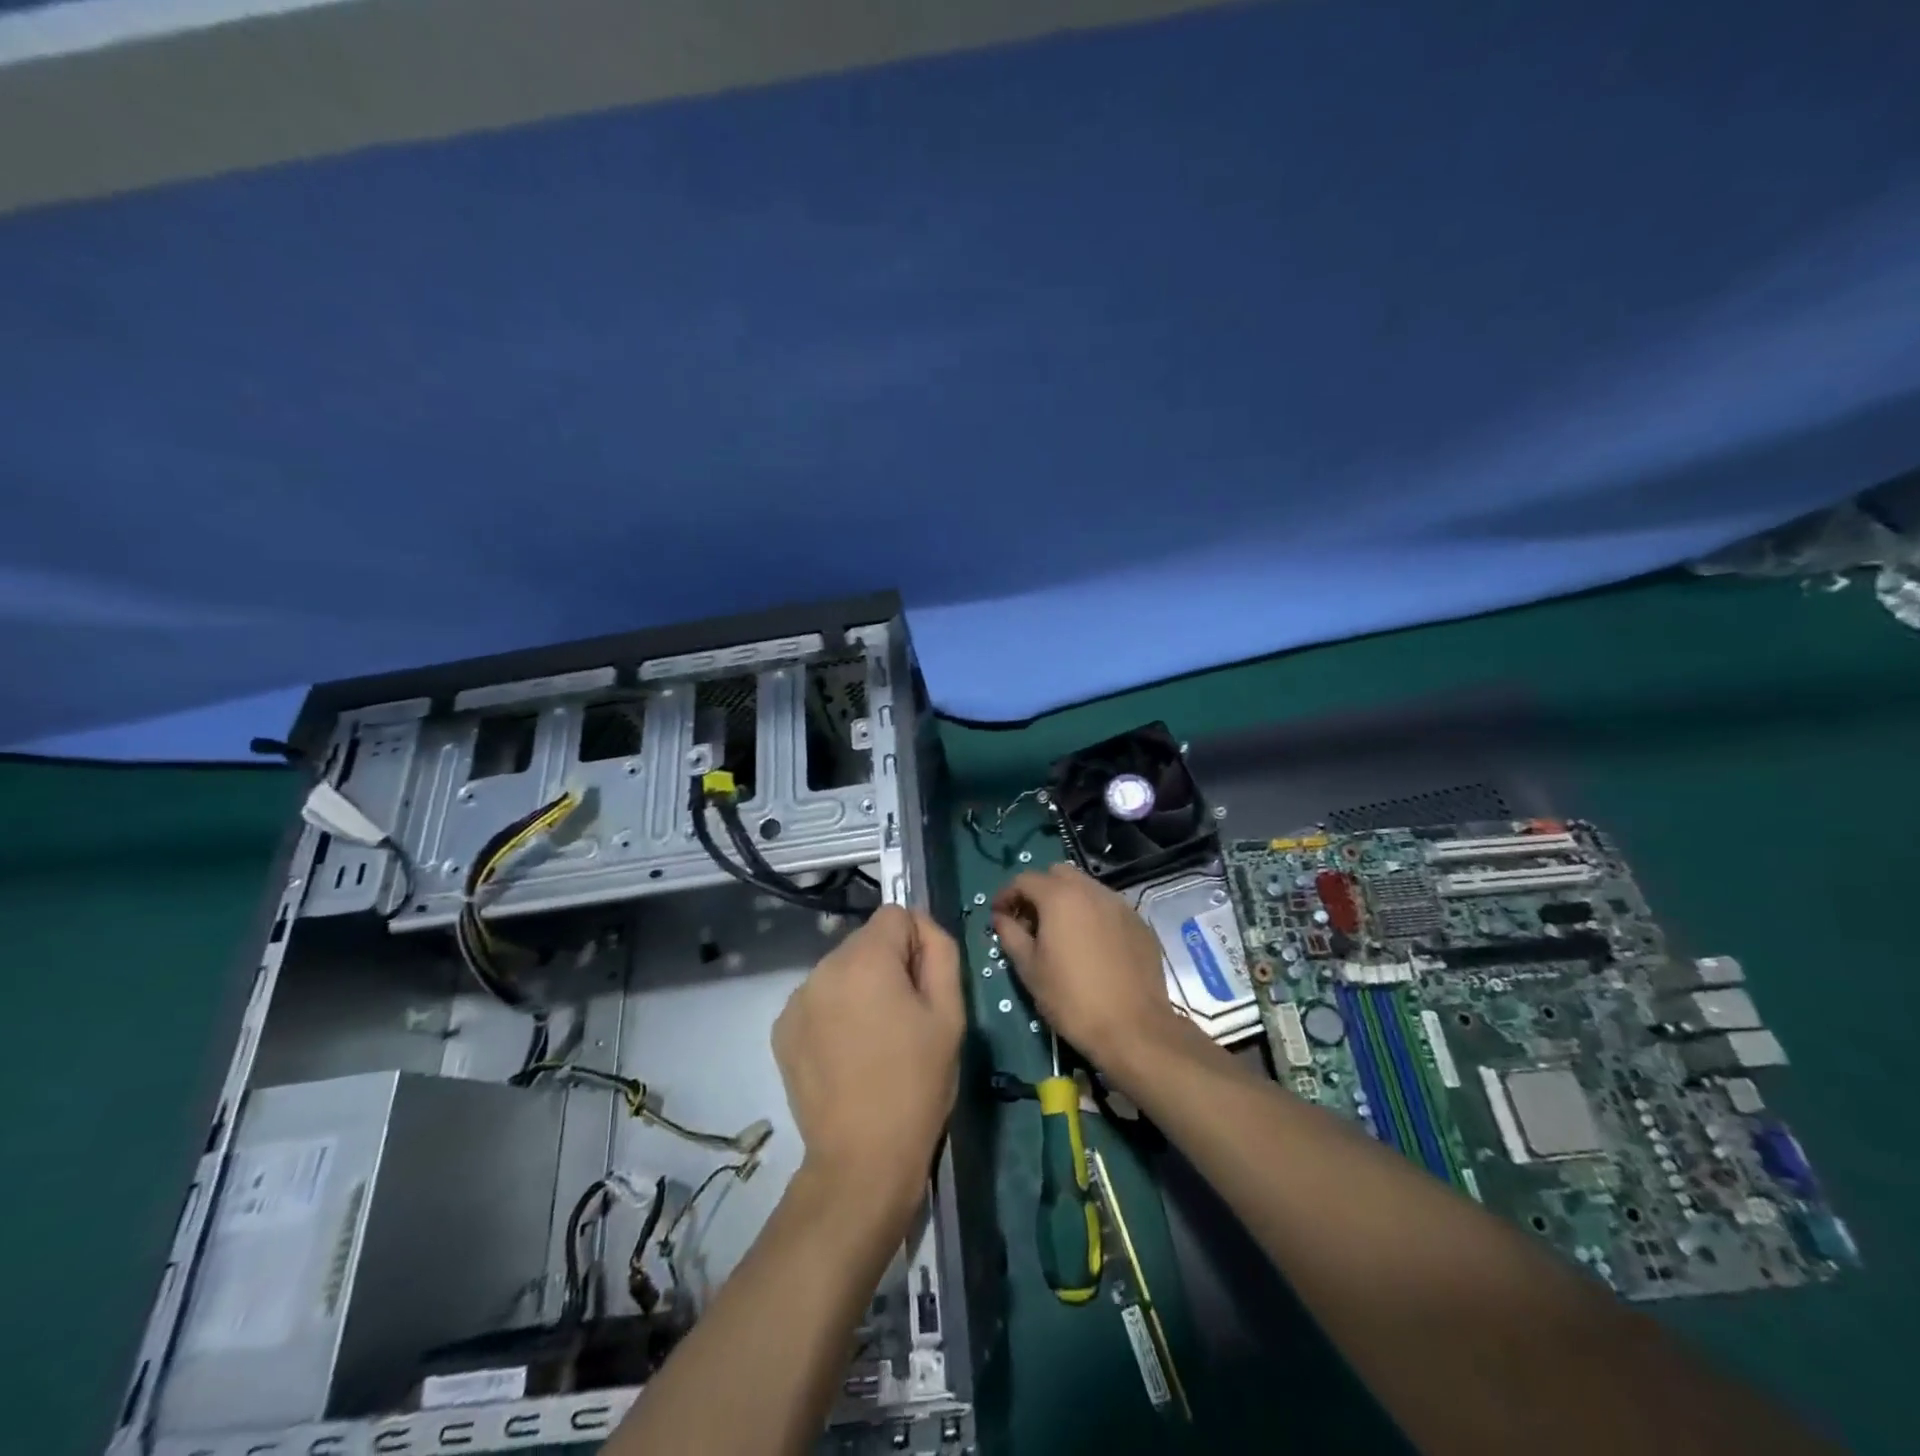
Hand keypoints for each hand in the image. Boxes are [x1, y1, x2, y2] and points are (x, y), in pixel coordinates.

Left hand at [773, 906, 964, 1210]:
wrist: (863, 1158)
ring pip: (842, 970)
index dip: (917, 943)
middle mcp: (822, 968)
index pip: (896, 915)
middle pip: (866, 942)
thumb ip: (940, 951)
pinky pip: (819, 999)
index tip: (923, 987)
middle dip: (888, 966)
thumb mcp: (949, 1013)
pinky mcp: (782, 1029)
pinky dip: (835, 1012)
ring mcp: (797, 999)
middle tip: (904, 1019)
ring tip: (875, 1041)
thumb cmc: (917, 1083)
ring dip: (861, 988)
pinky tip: (847, 1054)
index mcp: (864, 959)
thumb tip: (922, 927)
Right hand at [992, 863, 1180, 1070]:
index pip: (1025, 879)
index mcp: (1060, 897)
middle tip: (1031, 922)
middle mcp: (1092, 890)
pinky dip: (1093, 915)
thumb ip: (1010, 935)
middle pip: (1058, 874)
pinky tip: (1091, 946)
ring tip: (1061, 934)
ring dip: (1068, 901)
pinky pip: (1108, 907)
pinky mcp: (1139, 923)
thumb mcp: (1030, 970)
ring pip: (1086, 888)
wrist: (1134, 1028)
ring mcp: (1120, 905)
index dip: (1007, 895)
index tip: (999, 916)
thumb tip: (1001, 918)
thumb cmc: (1072, 999)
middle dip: (1039, 891)